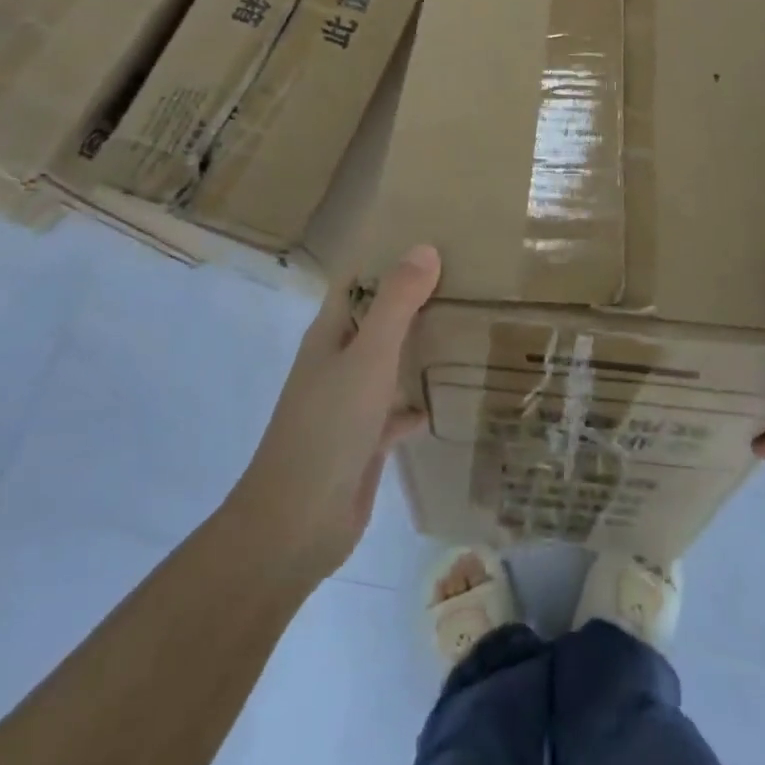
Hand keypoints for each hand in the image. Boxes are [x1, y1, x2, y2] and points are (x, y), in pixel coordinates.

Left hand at [231, 244, 440, 583]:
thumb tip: (424, 248)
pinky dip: (419, 402)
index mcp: (330, 334)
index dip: (387, 258)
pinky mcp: (364, 441)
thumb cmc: (328, 427)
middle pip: (377, 319)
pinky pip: (397, 410)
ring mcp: (349, 403)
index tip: (433, 239)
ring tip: (468, 329)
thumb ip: (397, 303)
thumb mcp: (368, 355)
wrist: (296, 525)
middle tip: (467, 279)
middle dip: (413, 301)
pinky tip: (452, 398)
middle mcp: (338, 362)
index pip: (357, 281)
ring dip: (419, 349)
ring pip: (389, 363)